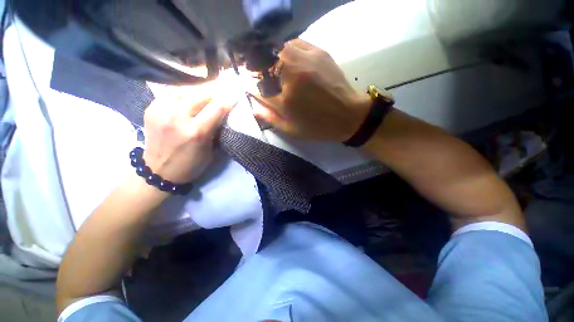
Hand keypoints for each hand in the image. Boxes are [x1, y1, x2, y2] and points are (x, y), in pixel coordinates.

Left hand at [143, 85, 236, 183]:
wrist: (158, 171)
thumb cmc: (191, 164)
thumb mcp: (211, 150)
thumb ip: (216, 130)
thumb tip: (223, 113)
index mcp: (196, 132)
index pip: (217, 108)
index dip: (228, 99)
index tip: (236, 94)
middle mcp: (177, 118)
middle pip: (200, 94)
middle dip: (214, 90)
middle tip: (223, 88)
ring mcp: (161, 111)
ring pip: (185, 90)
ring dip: (199, 91)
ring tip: (206, 93)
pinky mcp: (151, 108)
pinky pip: (171, 94)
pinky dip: (183, 95)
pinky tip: (188, 99)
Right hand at [249, 39, 370, 141]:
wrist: (348, 115)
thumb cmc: (318, 127)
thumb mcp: (291, 130)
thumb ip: (269, 118)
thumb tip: (252, 105)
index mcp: (283, 99)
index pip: (253, 85)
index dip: (245, 84)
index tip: (243, 84)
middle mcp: (291, 74)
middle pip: (260, 62)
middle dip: (252, 68)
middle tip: (253, 73)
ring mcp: (305, 59)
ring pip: (274, 48)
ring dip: (267, 57)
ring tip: (268, 66)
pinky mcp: (317, 51)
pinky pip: (292, 43)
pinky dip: (284, 49)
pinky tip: (286, 58)